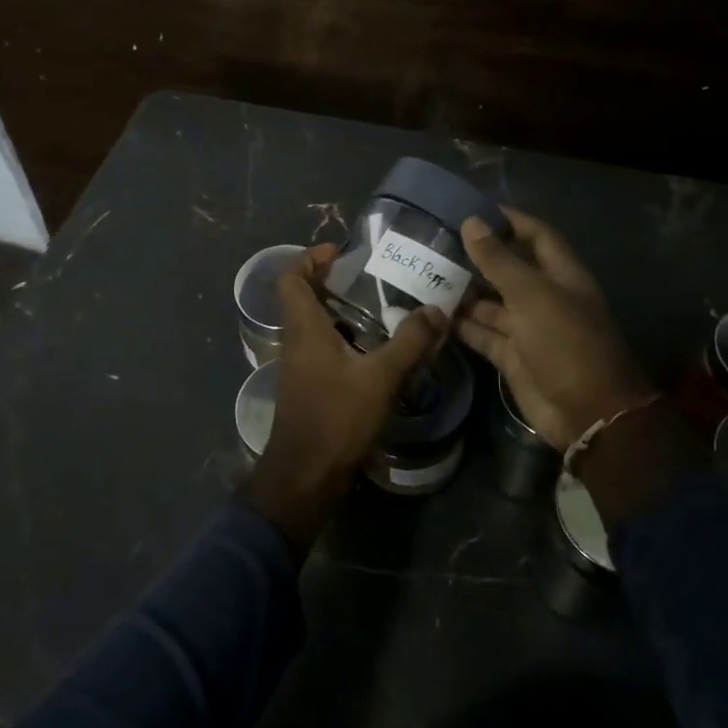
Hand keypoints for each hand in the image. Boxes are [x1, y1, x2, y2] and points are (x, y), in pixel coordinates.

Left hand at [241, 244, 446, 554]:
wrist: (305, 476)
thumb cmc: (336, 418)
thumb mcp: (380, 377)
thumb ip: (410, 342)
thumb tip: (436, 309)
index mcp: (304, 328)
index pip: (290, 277)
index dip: (310, 258)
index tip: (341, 252)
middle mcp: (296, 341)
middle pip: (304, 297)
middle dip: (333, 282)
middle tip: (371, 277)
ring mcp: (300, 366)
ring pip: (315, 325)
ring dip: (341, 312)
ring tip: (382, 308)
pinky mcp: (309, 386)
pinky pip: (323, 348)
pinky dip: (345, 339)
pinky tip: (377, 350)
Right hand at [456, 208, 655, 451]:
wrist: (586, 414)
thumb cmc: (566, 343)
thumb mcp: (532, 295)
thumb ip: (499, 261)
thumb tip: (472, 222)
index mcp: (561, 276)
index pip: (536, 236)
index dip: (509, 220)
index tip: (472, 210)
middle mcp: (544, 298)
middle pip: (508, 269)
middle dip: (477, 257)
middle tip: (435, 244)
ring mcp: (527, 329)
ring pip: (490, 303)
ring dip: (463, 291)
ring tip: (425, 276)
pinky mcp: (512, 356)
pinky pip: (482, 333)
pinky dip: (461, 325)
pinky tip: (432, 313)